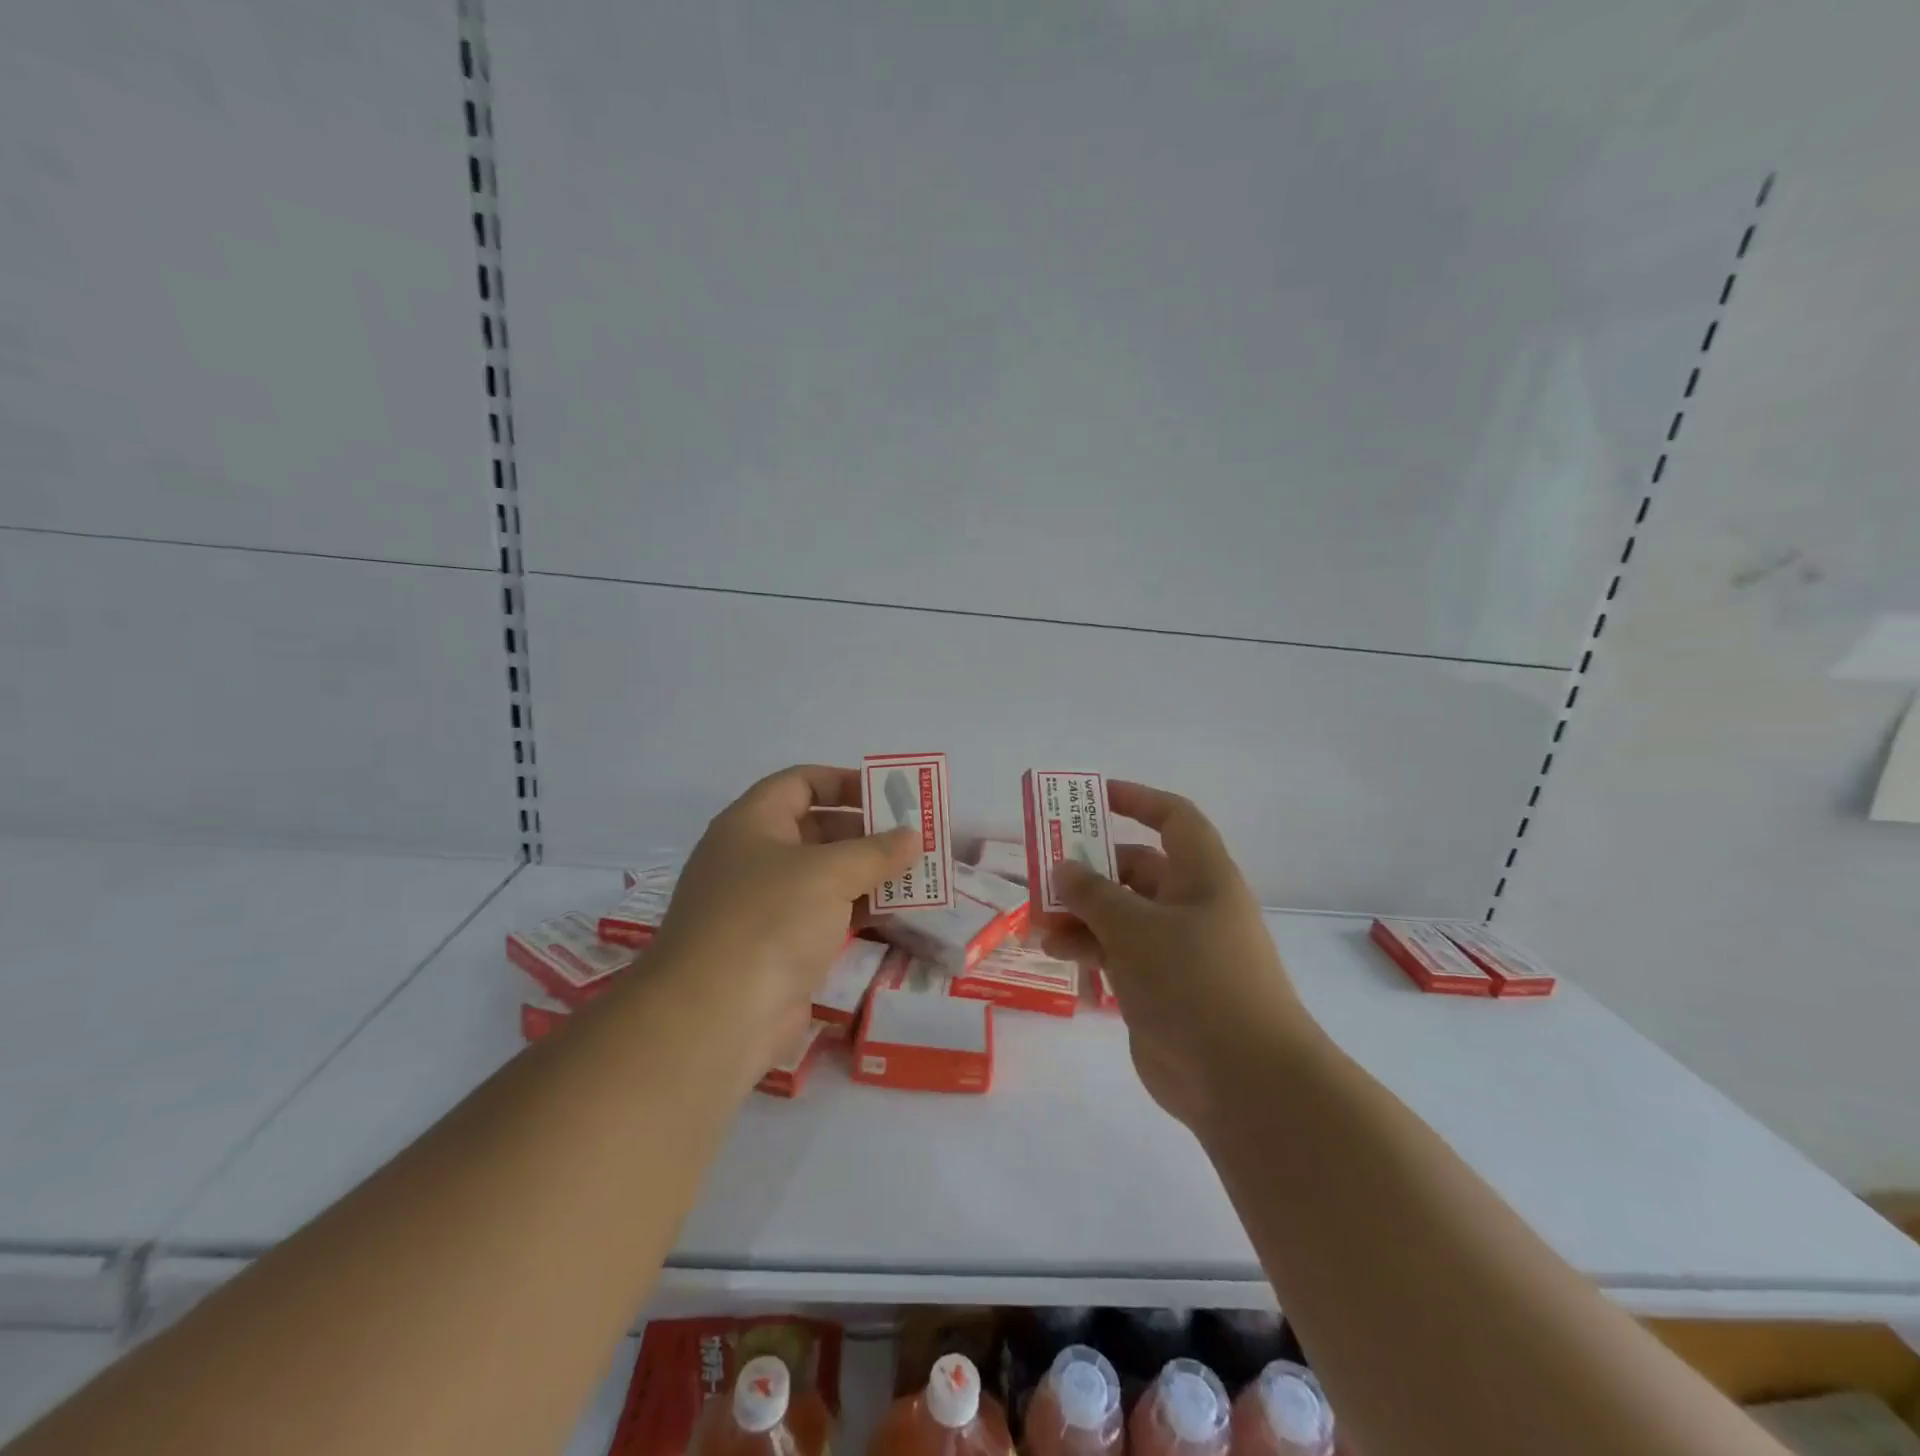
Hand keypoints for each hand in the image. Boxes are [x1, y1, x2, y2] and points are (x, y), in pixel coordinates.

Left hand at [648, 765, 917, 1071]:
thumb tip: (912, 836)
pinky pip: (825, 915)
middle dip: (866, 831)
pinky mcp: (779, 947)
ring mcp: (765, 906)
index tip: (890, 794)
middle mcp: (754, 858)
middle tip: (915, 837)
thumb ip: (875, 851)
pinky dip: (859, 909)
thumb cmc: (769, 921)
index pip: (800, 783)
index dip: (845, 781)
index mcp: (752, 824)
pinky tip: (897, 912)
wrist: (716, 1017)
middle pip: (816, 828)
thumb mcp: (828, 873)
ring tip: (918, 874)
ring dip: (868, 873)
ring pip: (824, 876)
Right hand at [1040, 781, 1318, 1134]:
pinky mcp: (1161, 988)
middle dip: (1090, 870)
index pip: (1173, 819)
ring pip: (1122, 915)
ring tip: (1038, 923)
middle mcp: (1192, 906)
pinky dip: (1090, 949)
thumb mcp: (1134, 927)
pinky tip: (1056, 954)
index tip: (1093, 798)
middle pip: (1136, 869)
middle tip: (1044, 875)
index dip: (1136, 800)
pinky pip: (1120, 954)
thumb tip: (1065, 867)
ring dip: (1081, 914)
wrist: (1243, 1080)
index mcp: (1202, 876)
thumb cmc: (1193, 981)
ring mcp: (1177, 950)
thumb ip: (1093, 893)